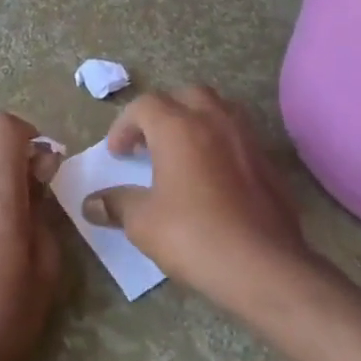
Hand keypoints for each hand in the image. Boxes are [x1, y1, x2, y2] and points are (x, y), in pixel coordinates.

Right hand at [81, 86, 325, 315]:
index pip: (144, 105)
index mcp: (178, 128)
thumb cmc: (194, 236)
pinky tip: (213, 175)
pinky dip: (220, 143)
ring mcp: (247, 138)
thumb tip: (92, 203)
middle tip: (150, 143)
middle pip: (185, 96)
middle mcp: (215, 120)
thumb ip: (117, 204)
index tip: (117, 154)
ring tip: (183, 152)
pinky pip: (239, 136)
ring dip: (196, 121)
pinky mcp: (268, 161)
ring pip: (219, 109)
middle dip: (163, 113)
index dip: (124, 125)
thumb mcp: (143, 223)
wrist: (263, 265)